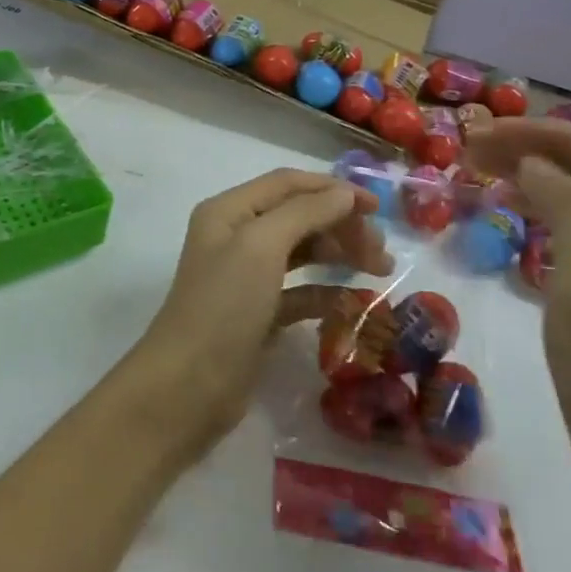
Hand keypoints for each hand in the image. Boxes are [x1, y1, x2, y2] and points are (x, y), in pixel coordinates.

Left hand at [130, 169, 388, 456]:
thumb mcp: (261, 247)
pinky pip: (299, 291)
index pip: (287, 184)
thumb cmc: (224, 305)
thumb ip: (305, 213)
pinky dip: (325, 292)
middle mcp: (235, 236)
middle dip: (340, 225)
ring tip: (379, 270)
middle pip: (297, 216)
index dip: (332, 189)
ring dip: (338, 255)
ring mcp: (245, 277)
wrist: (188, 387)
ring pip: (301, 252)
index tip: (378, 207)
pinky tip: (352, 303)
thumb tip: (345, 193)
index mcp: (229, 211)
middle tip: (381, 251)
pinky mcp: (257, 314)